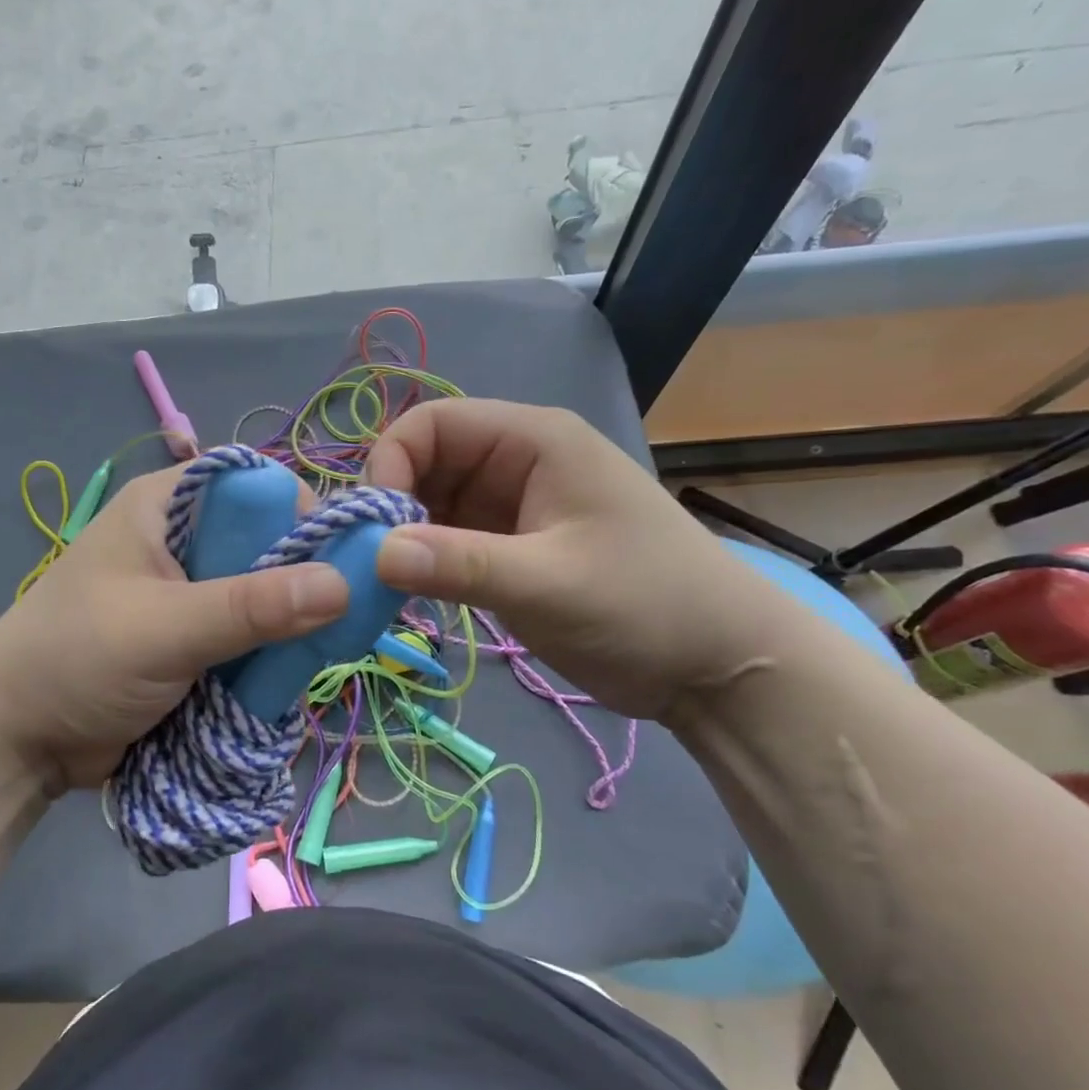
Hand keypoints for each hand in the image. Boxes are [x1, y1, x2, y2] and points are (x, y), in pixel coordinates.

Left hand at [0, 467, 349, 793]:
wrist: (15, 741)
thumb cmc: (77, 661)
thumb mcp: (165, 629)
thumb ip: (251, 607)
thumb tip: (344, 584)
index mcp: (166, 507)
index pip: (255, 486)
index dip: (303, 514)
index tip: (344, 563)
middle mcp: (183, 539)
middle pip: (268, 542)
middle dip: (305, 578)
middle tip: (346, 617)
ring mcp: (191, 591)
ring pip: (266, 592)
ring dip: (292, 623)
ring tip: (326, 653)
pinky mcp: (195, 636)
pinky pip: (252, 633)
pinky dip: (272, 652)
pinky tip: (295, 673)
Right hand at [364, 399, 786, 719]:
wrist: (719, 666)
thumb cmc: (646, 605)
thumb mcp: (549, 583)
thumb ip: (459, 564)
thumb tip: (372, 552)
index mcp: (532, 440)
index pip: (432, 424)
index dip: (390, 463)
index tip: (373, 527)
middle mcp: (516, 462)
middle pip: (425, 463)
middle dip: (391, 506)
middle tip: (369, 563)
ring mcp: (512, 506)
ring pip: (431, 504)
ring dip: (403, 537)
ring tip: (384, 584)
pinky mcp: (510, 547)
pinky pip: (448, 539)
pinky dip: (423, 561)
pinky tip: (410, 593)